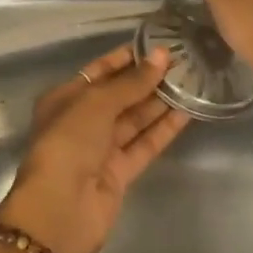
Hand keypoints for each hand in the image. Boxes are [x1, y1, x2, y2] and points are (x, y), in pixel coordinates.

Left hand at [0, 43, 190, 252]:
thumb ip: (132, 82)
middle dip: (148, 79)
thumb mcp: (97, 103)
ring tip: (192, 81)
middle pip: (120, 95)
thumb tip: (161, 56)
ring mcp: (101, 148)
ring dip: (161, 102)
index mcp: (65, 98)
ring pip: (135, 119)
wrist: (61, 208)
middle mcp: (82, 121)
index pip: (100, 71)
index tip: (158, 45)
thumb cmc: (69, 142)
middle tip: (183, 61)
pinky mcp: (120, 172)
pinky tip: (188, 111)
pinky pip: (145, 144)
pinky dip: (164, 129)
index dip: (127, 58)